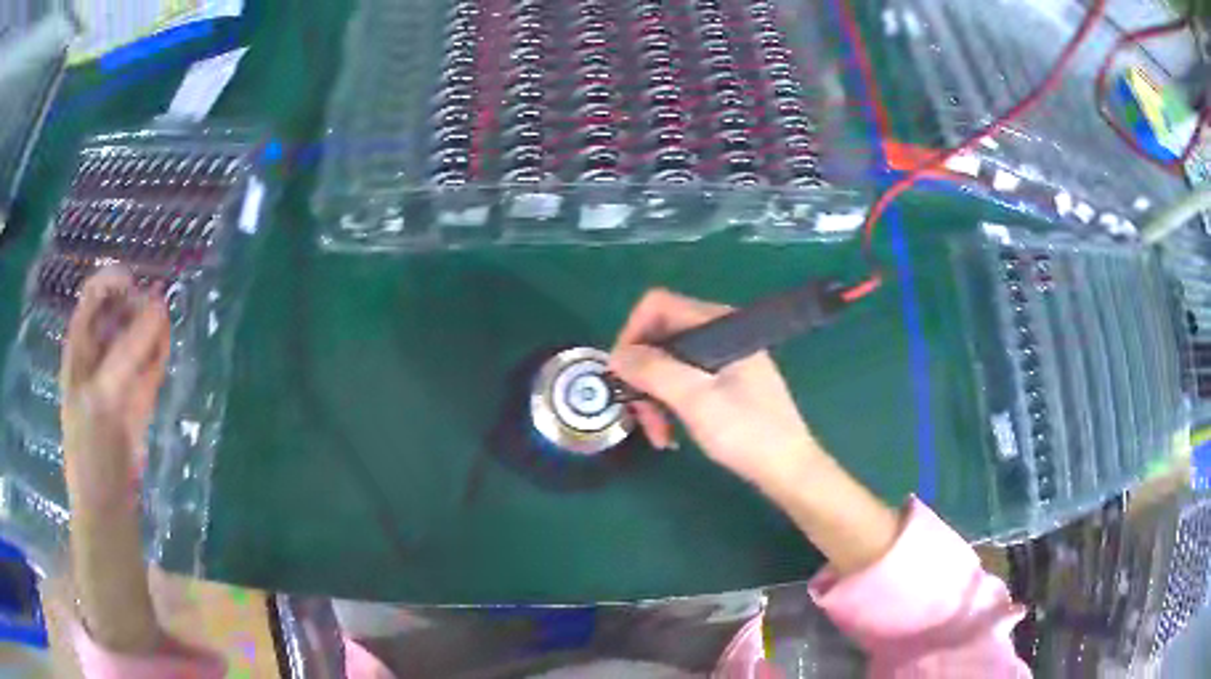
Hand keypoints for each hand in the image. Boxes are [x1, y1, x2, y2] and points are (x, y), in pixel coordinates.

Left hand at [60, 267, 170, 510]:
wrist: (108, 504)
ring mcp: (120, 376)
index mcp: (79, 347)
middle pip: (119, 311)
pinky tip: (164, 351)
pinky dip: (159, 354)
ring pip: (138, 337)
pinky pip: (151, 364)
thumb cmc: (91, 449)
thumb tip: (160, 306)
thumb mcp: (102, 397)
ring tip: (163, 334)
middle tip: (157, 314)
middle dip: (138, 306)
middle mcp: (99, 354)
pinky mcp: (139, 396)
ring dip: (152, 330)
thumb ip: (128, 352)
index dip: (113, 282)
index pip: (94, 296)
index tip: (136, 285)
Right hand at [609, 288, 821, 486]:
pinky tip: (671, 433)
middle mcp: (721, 333)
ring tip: (658, 434)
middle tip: (639, 416)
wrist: (788, 468)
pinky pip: (684, 381)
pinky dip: (670, 404)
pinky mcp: (726, 381)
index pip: (659, 306)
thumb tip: (616, 356)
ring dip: (654, 397)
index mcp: (720, 324)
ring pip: (669, 364)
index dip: (632, 334)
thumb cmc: (747, 432)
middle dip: (643, 376)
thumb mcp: (696, 400)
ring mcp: (724, 358)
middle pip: (661, 337)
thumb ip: (654, 371)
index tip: (621, 374)